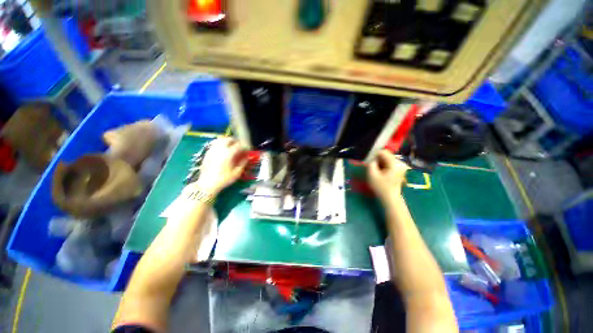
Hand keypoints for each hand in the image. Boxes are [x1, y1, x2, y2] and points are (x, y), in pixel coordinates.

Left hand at [194, 137, 248, 194]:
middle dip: (235, 141)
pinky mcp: (207, 153)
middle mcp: (220, 149)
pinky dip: (220, 144)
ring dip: (227, 141)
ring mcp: (212, 150)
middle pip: (228, 139)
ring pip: (220, 140)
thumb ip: (243, 163)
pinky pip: (215, 144)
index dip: (244, 146)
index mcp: (228, 153)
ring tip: (231, 146)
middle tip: (239, 146)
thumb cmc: (224, 179)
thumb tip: (247, 157)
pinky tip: (223, 150)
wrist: (207, 184)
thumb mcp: (237, 172)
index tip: (247, 149)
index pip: (238, 145)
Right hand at [367, 150, 408, 201]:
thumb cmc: (380, 187)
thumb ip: (371, 164)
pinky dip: (384, 166)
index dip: (375, 156)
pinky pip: (390, 163)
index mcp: (395, 163)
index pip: (384, 152)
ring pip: (388, 159)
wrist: (390, 198)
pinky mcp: (400, 169)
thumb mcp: (372, 175)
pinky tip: (381, 173)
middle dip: (378, 160)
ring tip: (377, 171)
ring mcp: (402, 166)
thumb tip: (373, 159)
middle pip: (386, 155)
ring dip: (381, 163)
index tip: (370, 163)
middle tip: (373, 168)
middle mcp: (400, 163)